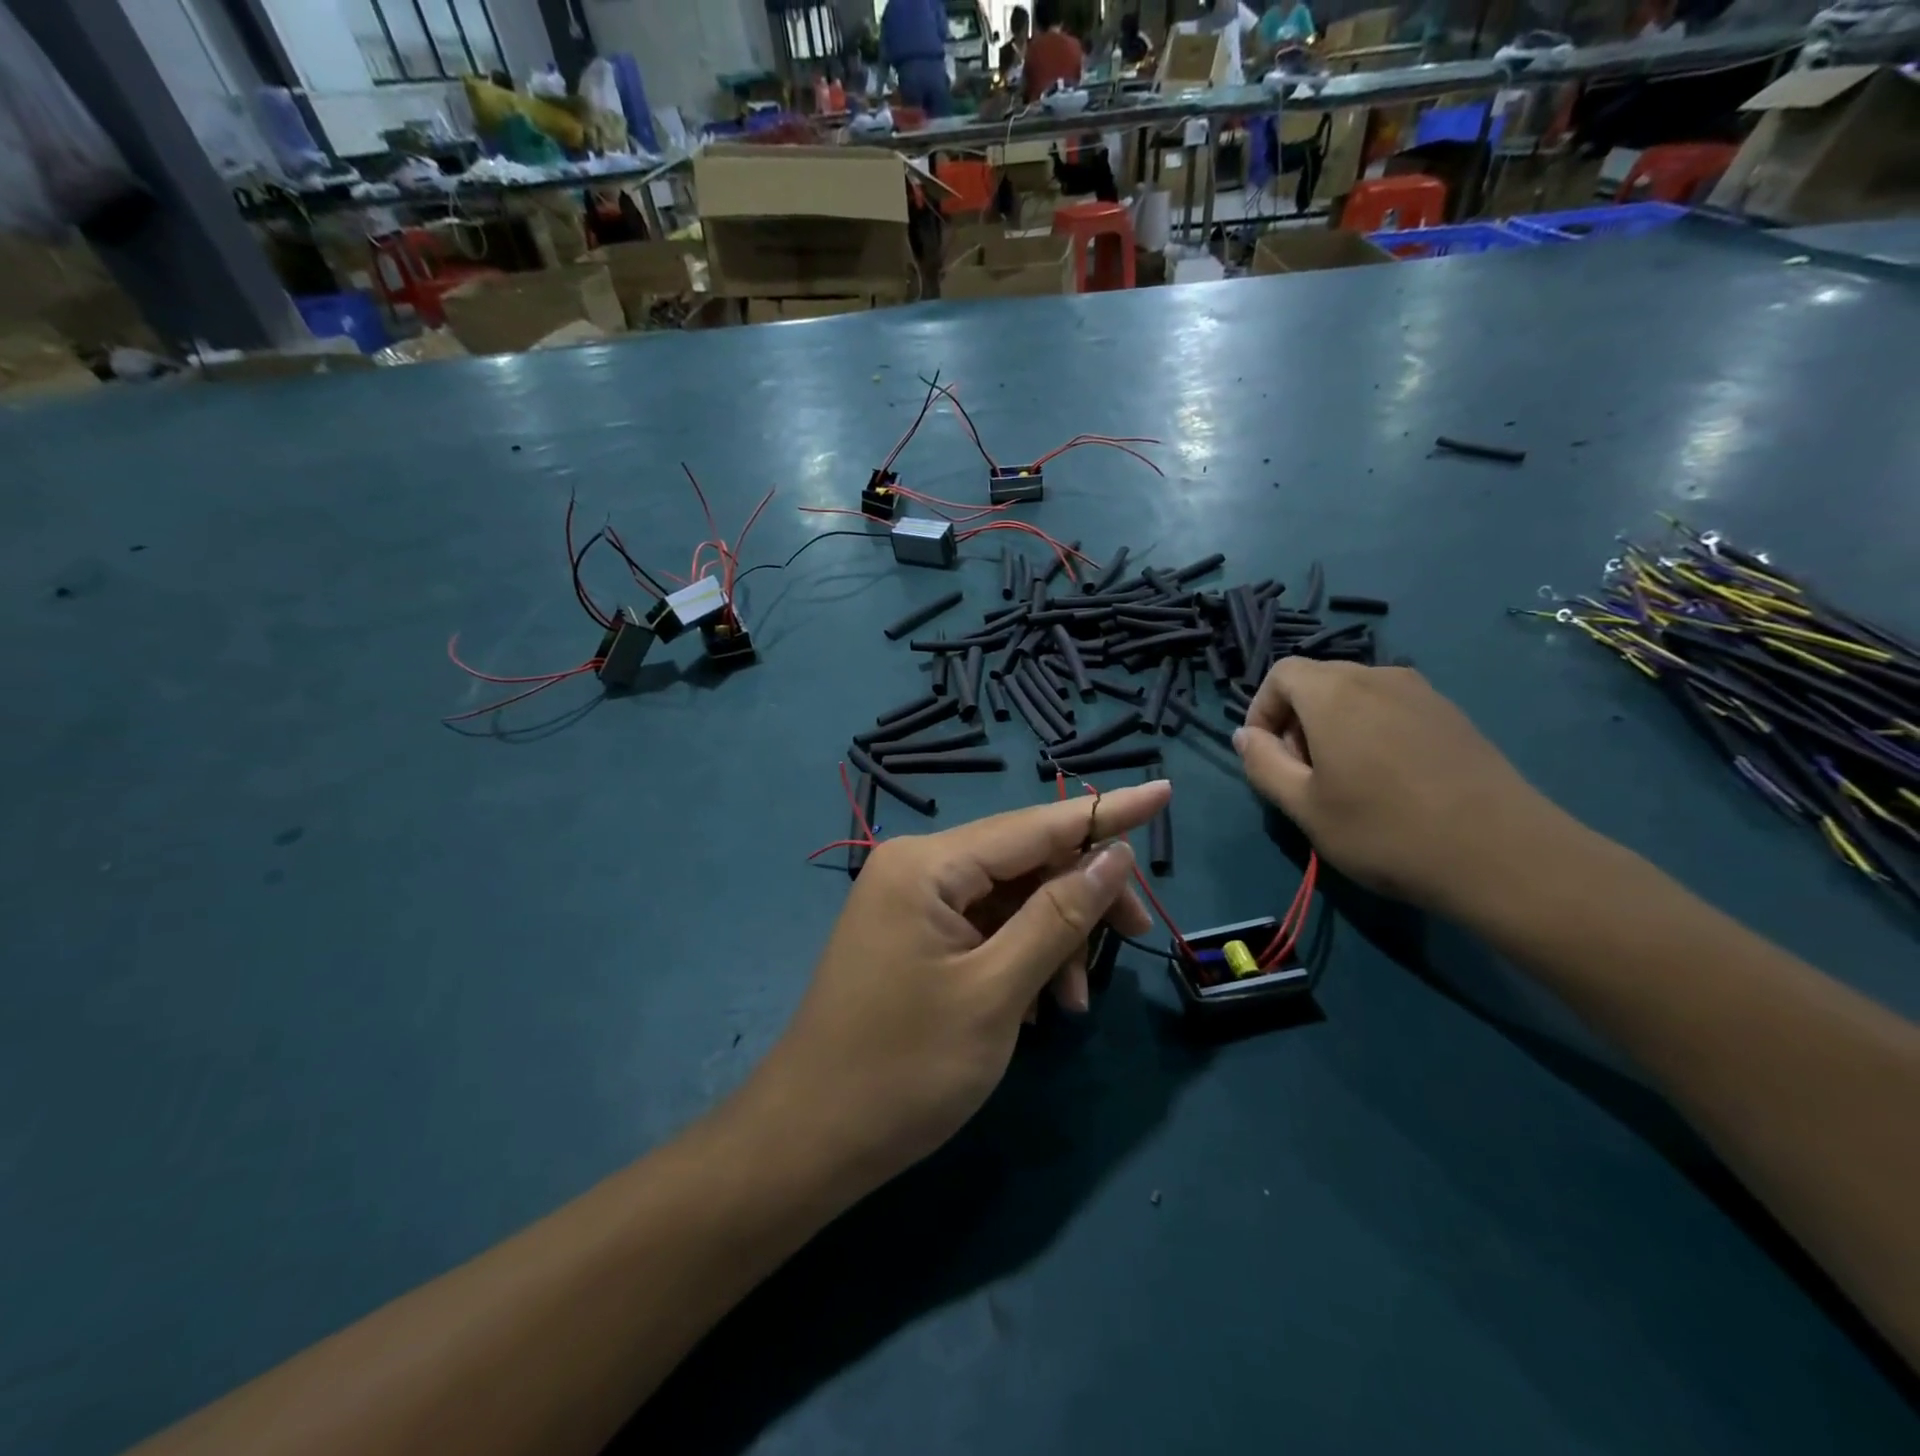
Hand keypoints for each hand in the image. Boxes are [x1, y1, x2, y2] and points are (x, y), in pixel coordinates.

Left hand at [752, 782, 1168, 1197]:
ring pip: (1007, 898)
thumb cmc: (904, 1069)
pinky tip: (1036, 1005)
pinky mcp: (911, 935)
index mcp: (929, 864)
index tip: (1165, 791)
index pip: (1036, 824)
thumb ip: (1060, 915)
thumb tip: (1113, 855)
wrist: (809, 1140)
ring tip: (1070, 1004)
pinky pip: (982, 927)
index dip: (1106, 812)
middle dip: (1081, 897)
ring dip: (1052, 938)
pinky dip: (1019, 956)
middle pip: (1023, 860)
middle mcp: (917, 866)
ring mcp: (910, 901)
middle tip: (1137, 936)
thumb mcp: (997, 991)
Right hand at [1232, 661, 1566, 912]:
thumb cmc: (1385, 831)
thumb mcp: (1303, 807)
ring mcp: (1422, 693)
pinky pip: (1392, 708)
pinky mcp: (1453, 715)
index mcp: (1334, 692)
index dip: (1262, 710)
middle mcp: (1377, 677)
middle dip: (1296, 721)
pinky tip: (1389, 782)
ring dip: (1334, 727)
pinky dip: (1372, 731)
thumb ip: (1263, 764)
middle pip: (1318, 681)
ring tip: (1345, 781)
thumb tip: (1246, 736)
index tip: (1266, 756)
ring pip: (1356, 695)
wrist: (1504, 856)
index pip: (1281, 674)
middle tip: (1302, 775)